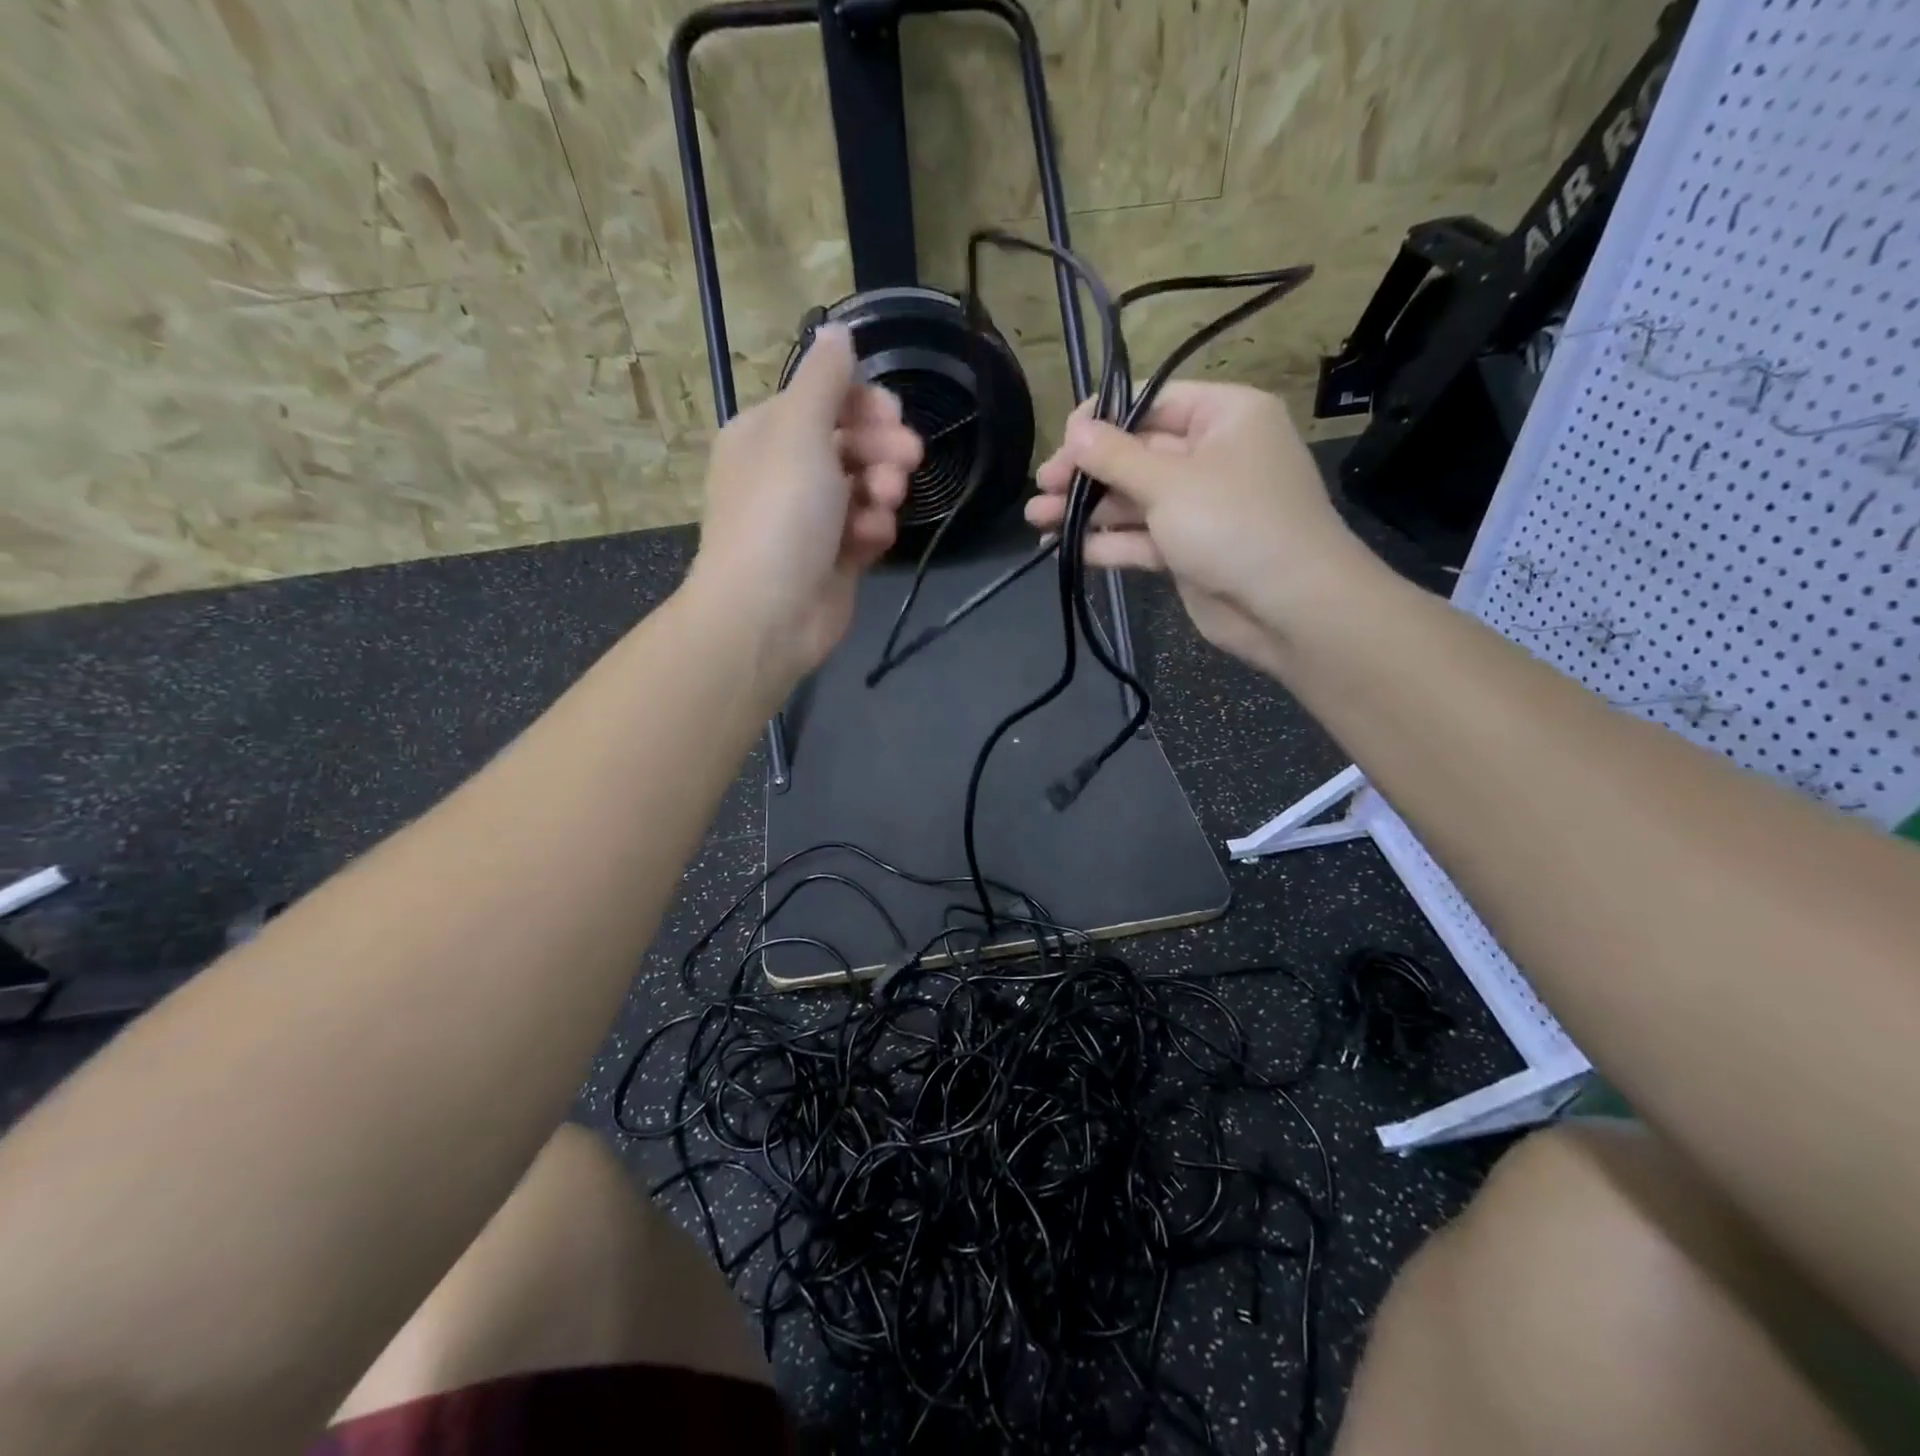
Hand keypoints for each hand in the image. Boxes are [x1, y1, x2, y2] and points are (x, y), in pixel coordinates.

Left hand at [688, 325, 921, 675]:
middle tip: (908, 458)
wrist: (769, 613)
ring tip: (885, 503)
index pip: (823, 400)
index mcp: (767, 434)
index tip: (894, 413)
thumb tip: (837, 330)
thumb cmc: (779, 512)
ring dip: (882, 489)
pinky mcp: (834, 559)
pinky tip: (870, 541)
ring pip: (865, 488)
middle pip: (850, 442)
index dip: (863, 403)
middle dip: (882, 448)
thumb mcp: (799, 429)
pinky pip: (866, 531)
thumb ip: (824, 378)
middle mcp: (787, 472)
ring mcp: (812, 520)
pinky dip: (873, 531)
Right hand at [1027, 383, 1370, 672]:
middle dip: (1087, 472)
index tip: (1062, 440)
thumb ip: (1115, 456)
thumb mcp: (1169, 482)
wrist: (1289, 606)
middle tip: (1042, 486)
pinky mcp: (1189, 550)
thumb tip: (1074, 429)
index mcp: (1223, 417)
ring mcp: (1200, 506)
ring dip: (1086, 509)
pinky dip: (1108, 542)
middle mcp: (1212, 455)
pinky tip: (1065, 548)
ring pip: (1134, 499)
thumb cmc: (1234, 523)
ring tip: (1036, 519)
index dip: (1103, 419)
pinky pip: (1142, 537)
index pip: (1153, 402)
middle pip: (1137, 453)